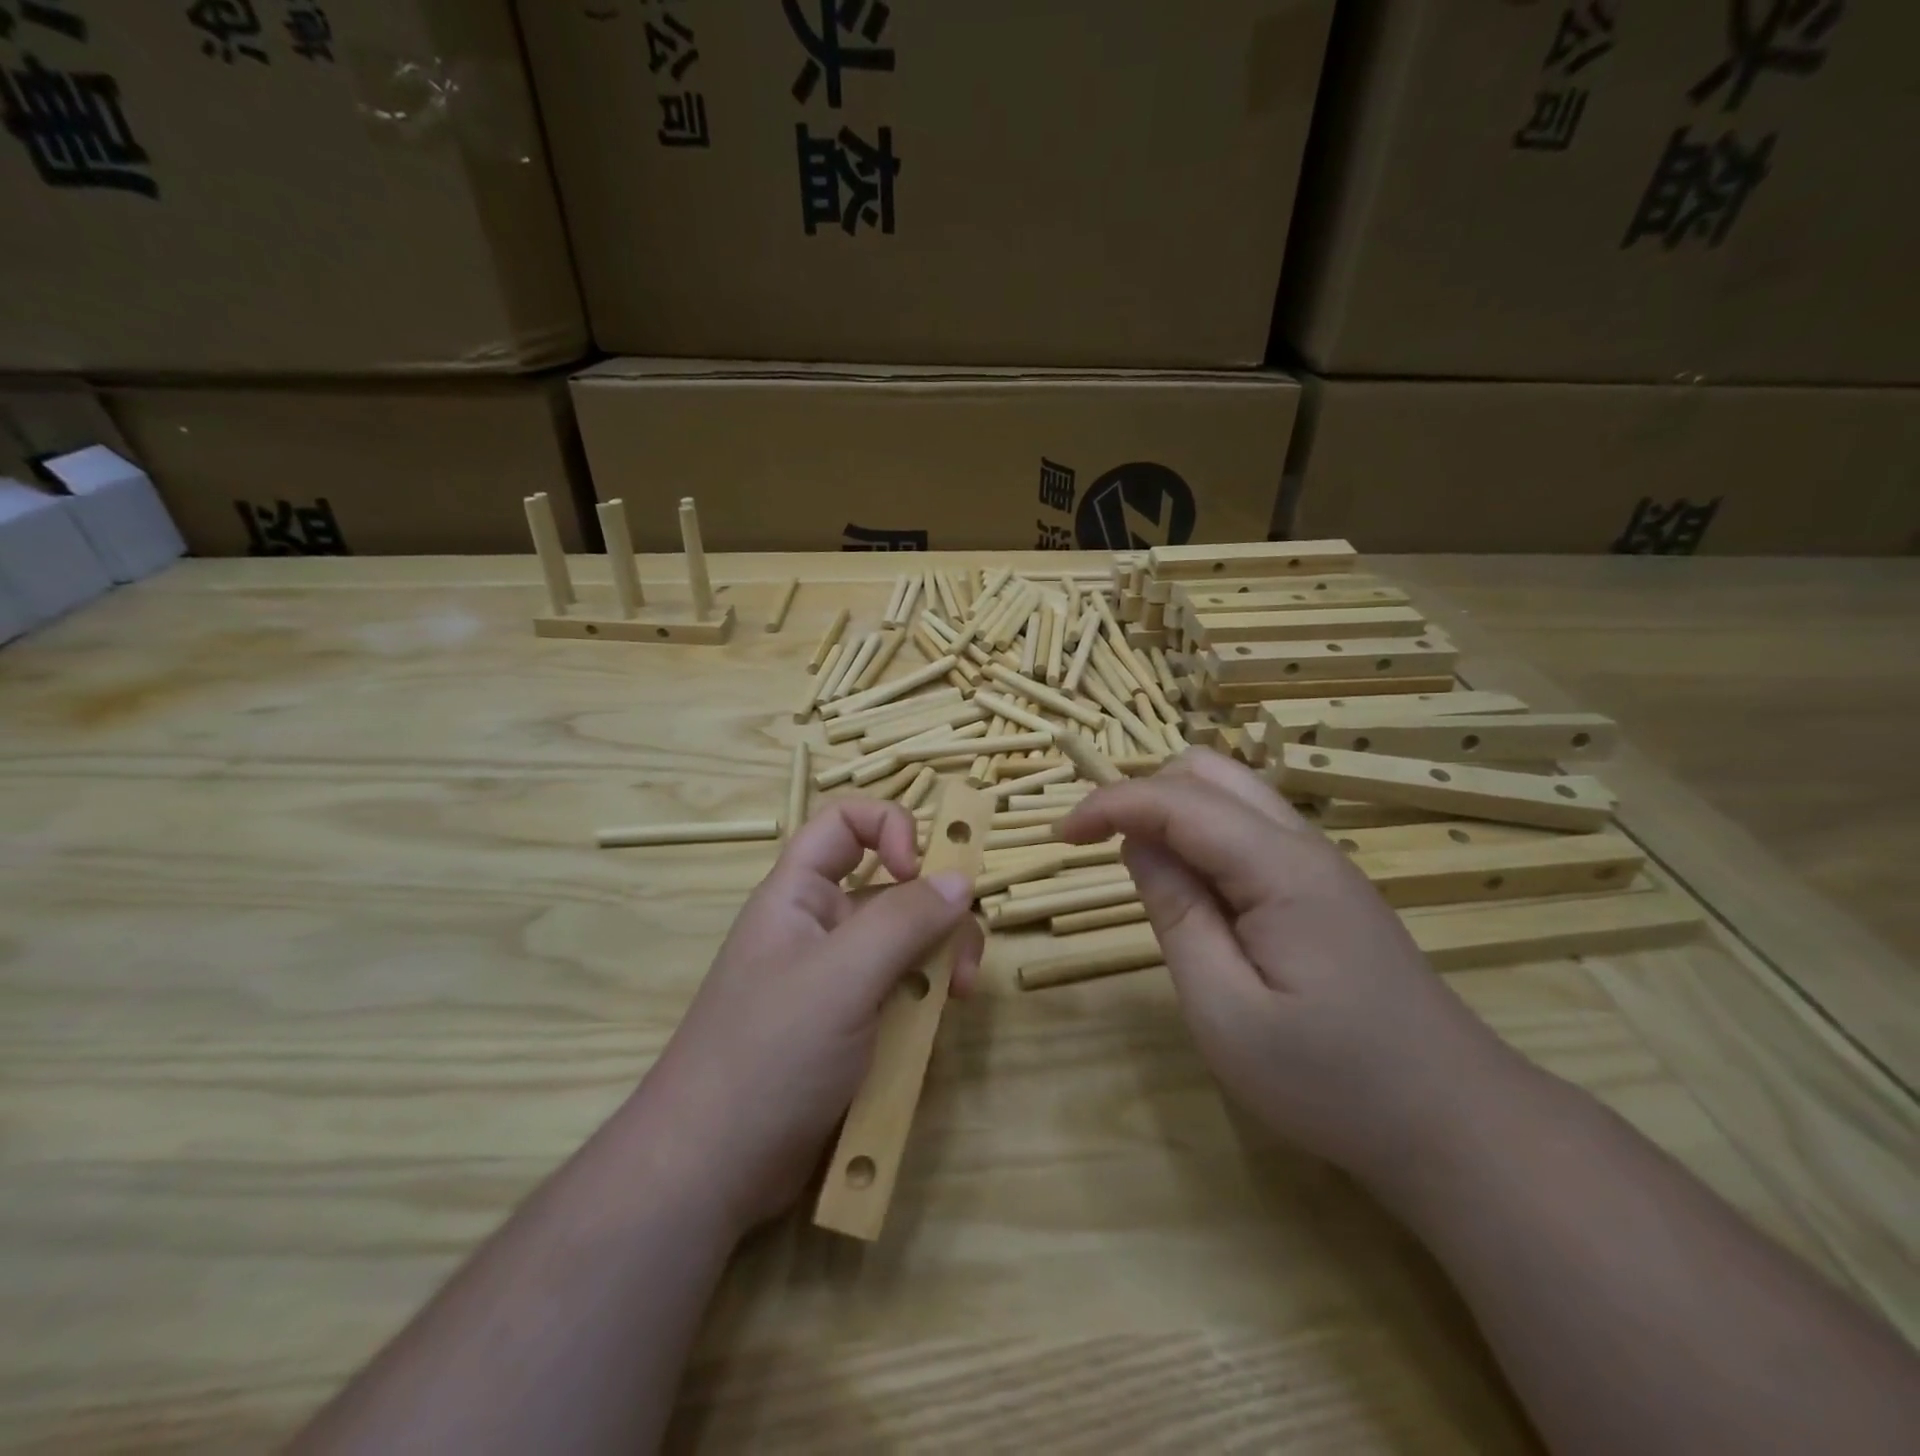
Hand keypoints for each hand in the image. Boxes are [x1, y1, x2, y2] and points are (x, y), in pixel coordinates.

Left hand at [640, 799, 982, 1233]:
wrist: (713, 1170)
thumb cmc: (769, 1054)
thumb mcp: (841, 977)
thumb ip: (904, 921)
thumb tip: (961, 879)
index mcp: (800, 894)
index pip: (846, 823)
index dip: (890, 828)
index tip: (919, 871)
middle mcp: (821, 927)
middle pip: (893, 888)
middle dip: (937, 913)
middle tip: (963, 958)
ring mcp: (838, 980)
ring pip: (907, 944)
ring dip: (941, 963)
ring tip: (957, 1000)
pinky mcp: (853, 1027)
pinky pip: (902, 994)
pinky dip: (926, 1004)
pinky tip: (935, 1032)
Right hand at [1055, 749, 1524, 1183]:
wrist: (1457, 1125)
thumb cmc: (1331, 1082)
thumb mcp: (1225, 1010)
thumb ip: (1175, 913)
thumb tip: (1137, 843)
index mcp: (1279, 868)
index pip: (1176, 800)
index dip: (1109, 804)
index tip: (1059, 838)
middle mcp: (1303, 844)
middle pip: (1208, 772)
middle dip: (1142, 795)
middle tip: (1103, 851)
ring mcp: (1322, 863)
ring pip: (1232, 794)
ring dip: (1173, 812)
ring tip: (1144, 872)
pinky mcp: (1327, 887)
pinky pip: (1251, 829)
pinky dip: (1204, 837)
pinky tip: (1198, 893)